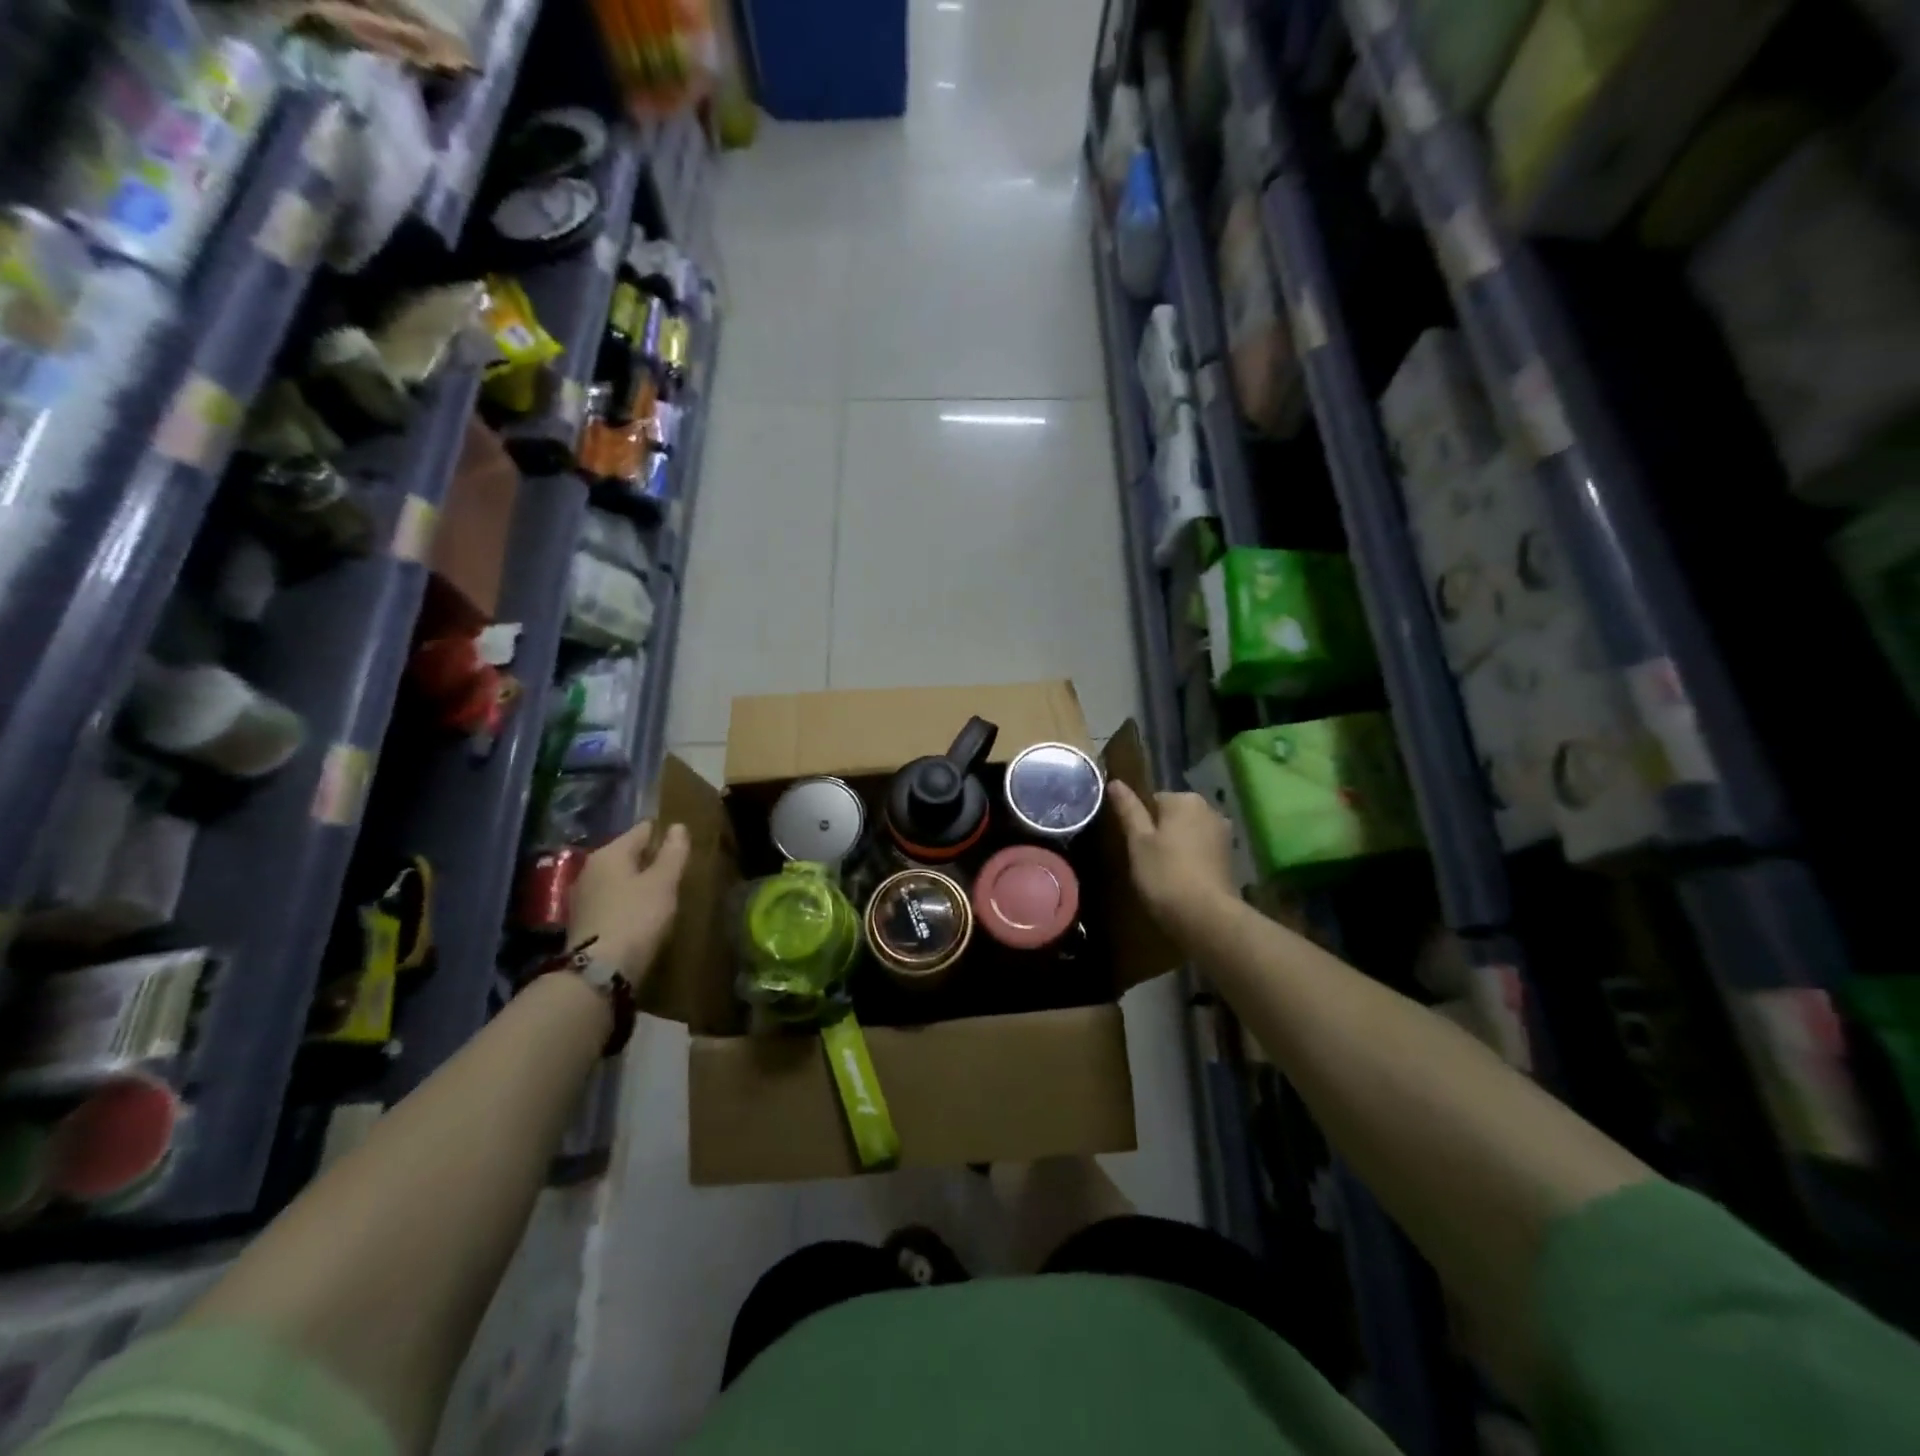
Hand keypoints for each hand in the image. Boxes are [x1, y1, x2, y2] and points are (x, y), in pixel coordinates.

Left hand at [568, 820, 690, 986]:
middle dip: (650, 858)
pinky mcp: (582, 921)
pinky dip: (627, 900)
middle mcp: (590, 868)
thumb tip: (678, 826)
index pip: (642, 830)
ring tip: (662, 892)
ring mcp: (583, 896)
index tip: (683, 843)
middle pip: (628, 854)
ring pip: (618, 878)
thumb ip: (673, 852)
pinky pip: (611, 899)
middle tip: (676, 869)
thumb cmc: (636, 918)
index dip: (664, 833)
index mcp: (610, 853)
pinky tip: (642, 913)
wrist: (599, 971)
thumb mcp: (663, 882)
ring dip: (638, 881)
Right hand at [1107, 782, 1236, 934]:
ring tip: (1162, 872)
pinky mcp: (1230, 858)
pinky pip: (1203, 850)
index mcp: (1185, 800)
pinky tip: (1182, 880)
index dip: (1141, 823)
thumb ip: (1128, 810)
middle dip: (1162, 832)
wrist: (1206, 917)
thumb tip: (1115, 782)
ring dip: (1177, 846)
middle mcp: (1209, 809)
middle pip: (1175, 815)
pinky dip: (1192, 860)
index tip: (1135, 845)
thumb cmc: (1164, 874)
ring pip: (1190, 833)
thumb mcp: (1138, 841)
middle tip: (1146, 860)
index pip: (1154, 799)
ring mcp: (1223, 834)